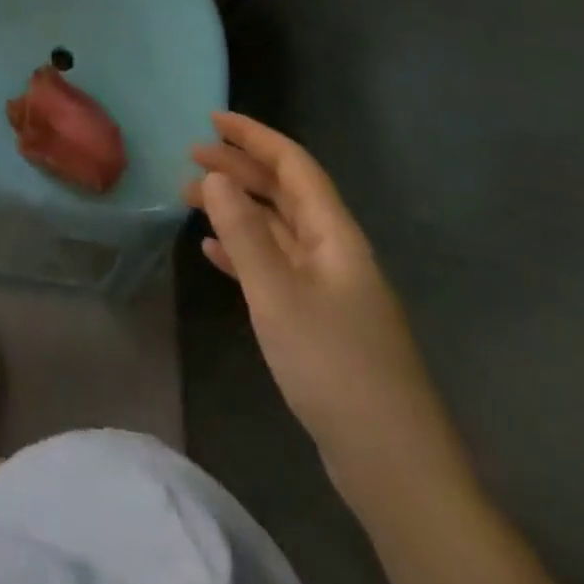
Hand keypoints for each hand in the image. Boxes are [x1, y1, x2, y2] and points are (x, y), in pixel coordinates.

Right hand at [185, 116, 555, 583]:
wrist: (393, 465)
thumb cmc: (335, 366)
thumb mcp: (278, 294)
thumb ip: (244, 232)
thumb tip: (215, 176)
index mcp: (334, 235)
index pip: (294, 166)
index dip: (255, 137)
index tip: (213, 119)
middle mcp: (334, 251)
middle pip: (283, 192)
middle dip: (239, 168)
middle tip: (190, 155)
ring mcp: (328, 287)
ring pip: (276, 228)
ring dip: (236, 207)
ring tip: (189, 198)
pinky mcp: (319, 320)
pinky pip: (275, 265)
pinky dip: (243, 250)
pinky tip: (213, 252)